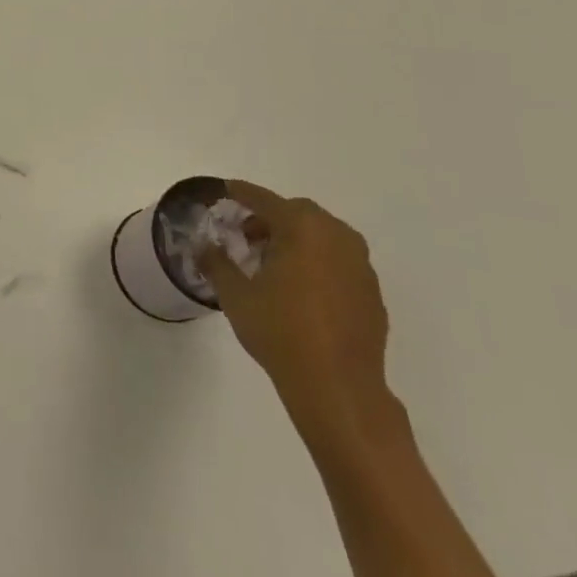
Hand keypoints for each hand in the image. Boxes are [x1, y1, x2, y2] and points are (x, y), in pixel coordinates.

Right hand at [200, 180, 393, 437]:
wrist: (338, 387)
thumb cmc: (281, 331)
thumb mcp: (236, 295)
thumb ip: (217, 263)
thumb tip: (204, 247)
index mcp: (302, 228)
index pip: (265, 199)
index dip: (242, 193)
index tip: (226, 189)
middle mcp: (336, 237)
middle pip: (298, 212)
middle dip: (271, 218)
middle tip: (247, 235)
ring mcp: (360, 265)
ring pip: (323, 235)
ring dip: (297, 239)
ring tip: (273, 263)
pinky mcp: (372, 292)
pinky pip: (339, 261)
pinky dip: (318, 261)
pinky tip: (301, 289)